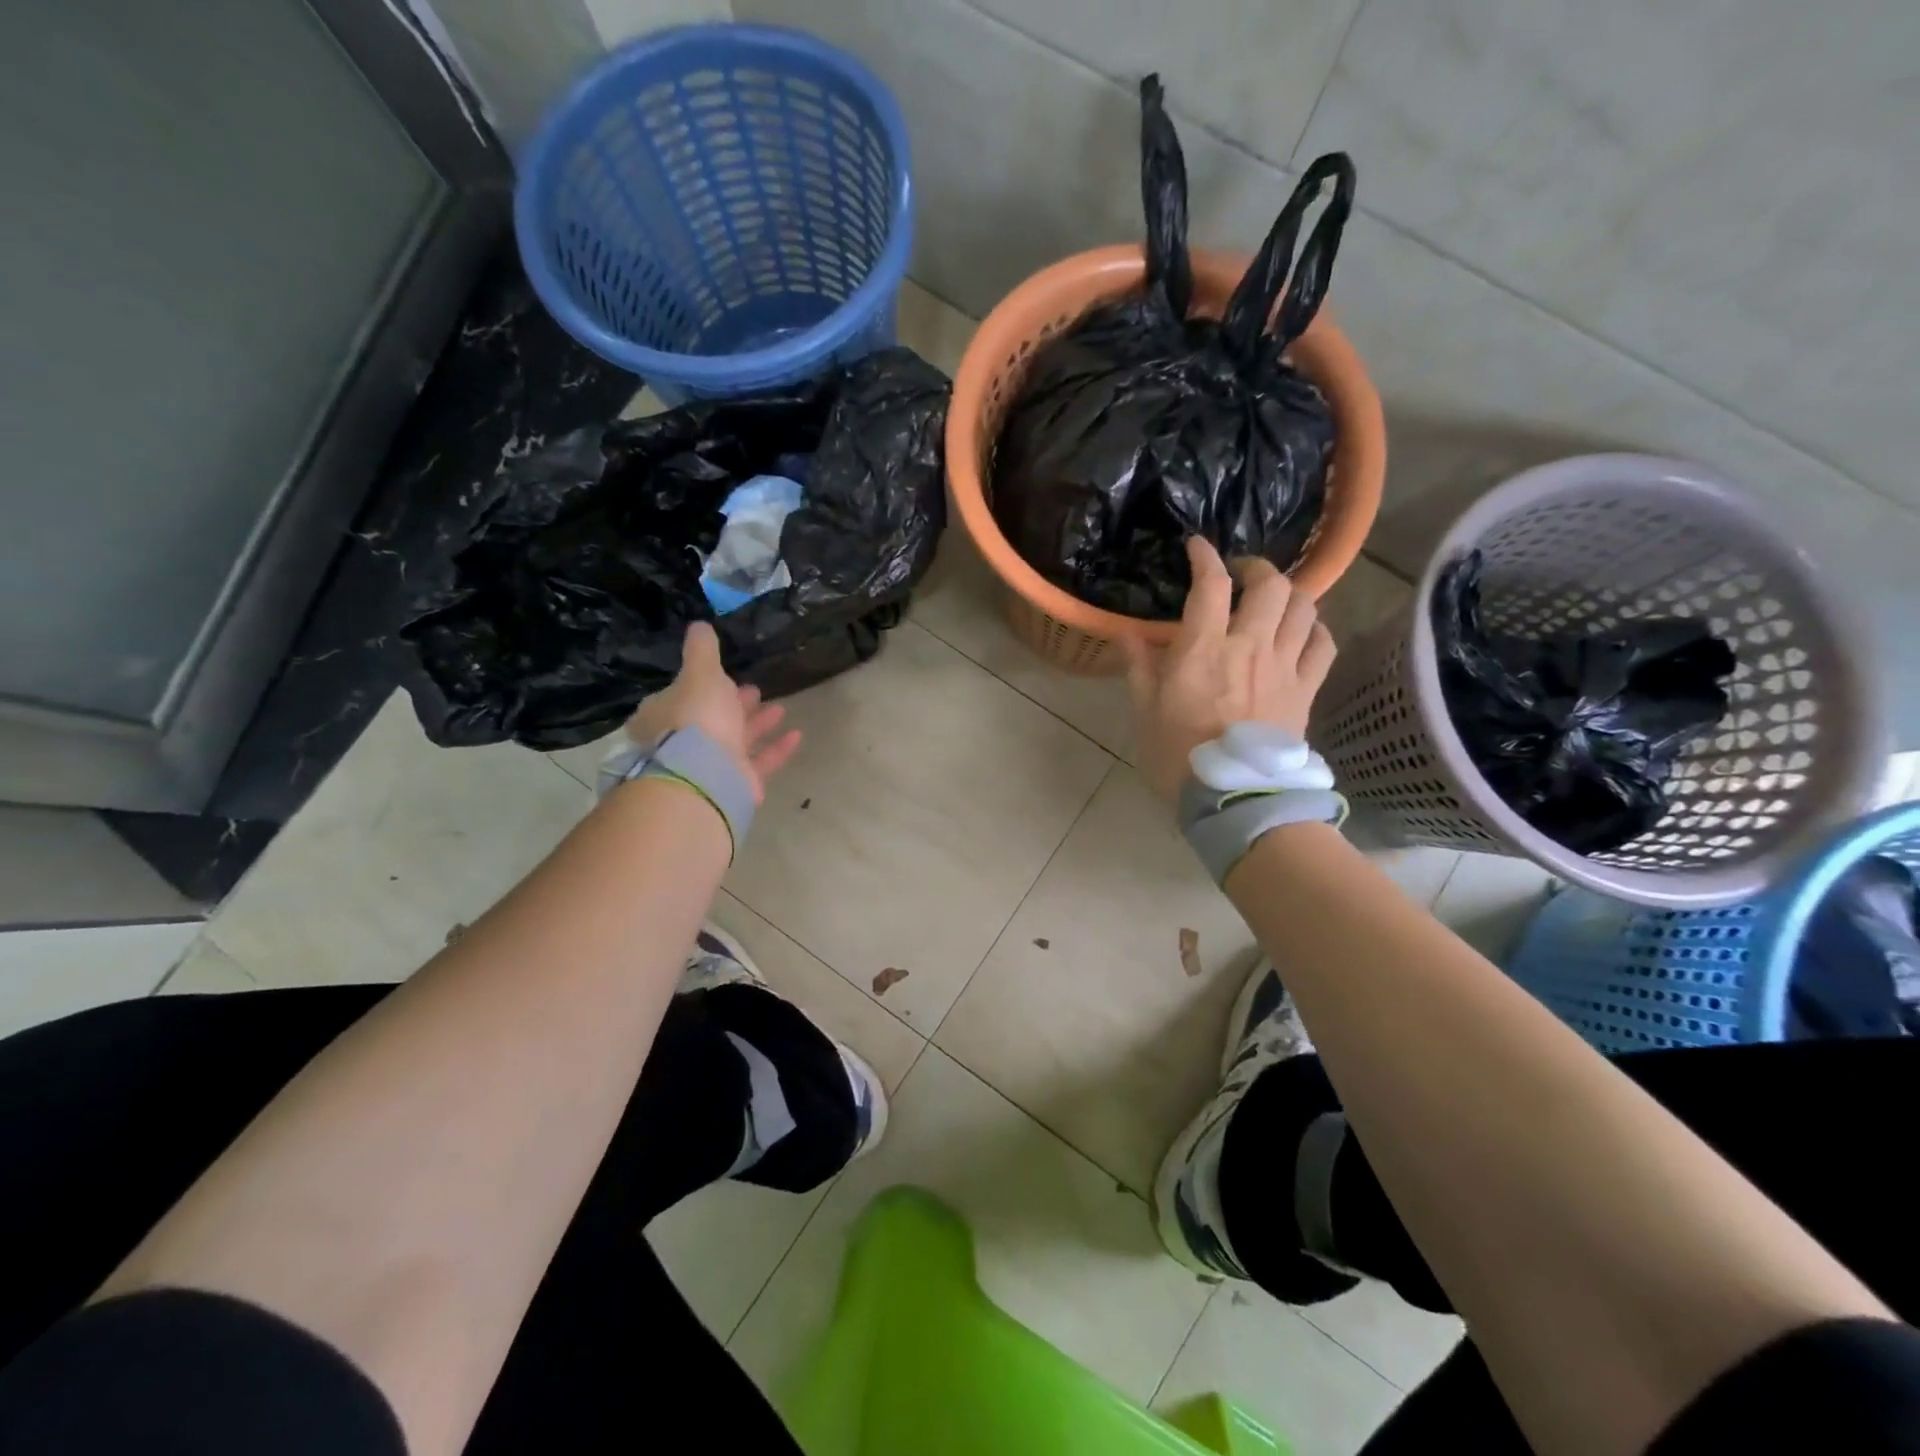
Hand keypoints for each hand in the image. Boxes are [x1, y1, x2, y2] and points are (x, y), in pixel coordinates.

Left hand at [625, 623, 802, 802]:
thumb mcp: (700, 673)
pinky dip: (777, 748)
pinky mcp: (734, 782)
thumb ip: (702, 650)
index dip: (704, 684)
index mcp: (664, 715)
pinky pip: (758, 761)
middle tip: (755, 690)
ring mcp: (709, 765)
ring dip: (759, 724)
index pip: (681, 696)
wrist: (706, 775)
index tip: (727, 675)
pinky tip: (797, 735)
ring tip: (781, 708)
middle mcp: (683, 741)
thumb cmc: (697, 717)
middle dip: (735, 703)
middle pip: (711, 719)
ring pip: (736, 740)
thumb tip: (699, 625)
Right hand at [1125, 537, 1336, 805]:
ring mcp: (1284, 667)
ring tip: (1274, 600)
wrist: (1233, 799)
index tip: (1197, 547)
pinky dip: (1315, 629)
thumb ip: (1139, 667)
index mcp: (1204, 649)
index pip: (1211, 585)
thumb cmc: (1178, 756)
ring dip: (1289, 594)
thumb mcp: (1145, 711)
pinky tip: (1302, 632)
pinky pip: (1323, 645)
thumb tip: (1127, 634)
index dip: (1205, 557)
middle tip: (1241, 575)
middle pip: (1271, 585)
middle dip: (1256, 568)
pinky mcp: (1306, 690)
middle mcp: (1250, 646)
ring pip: (1304, 608)